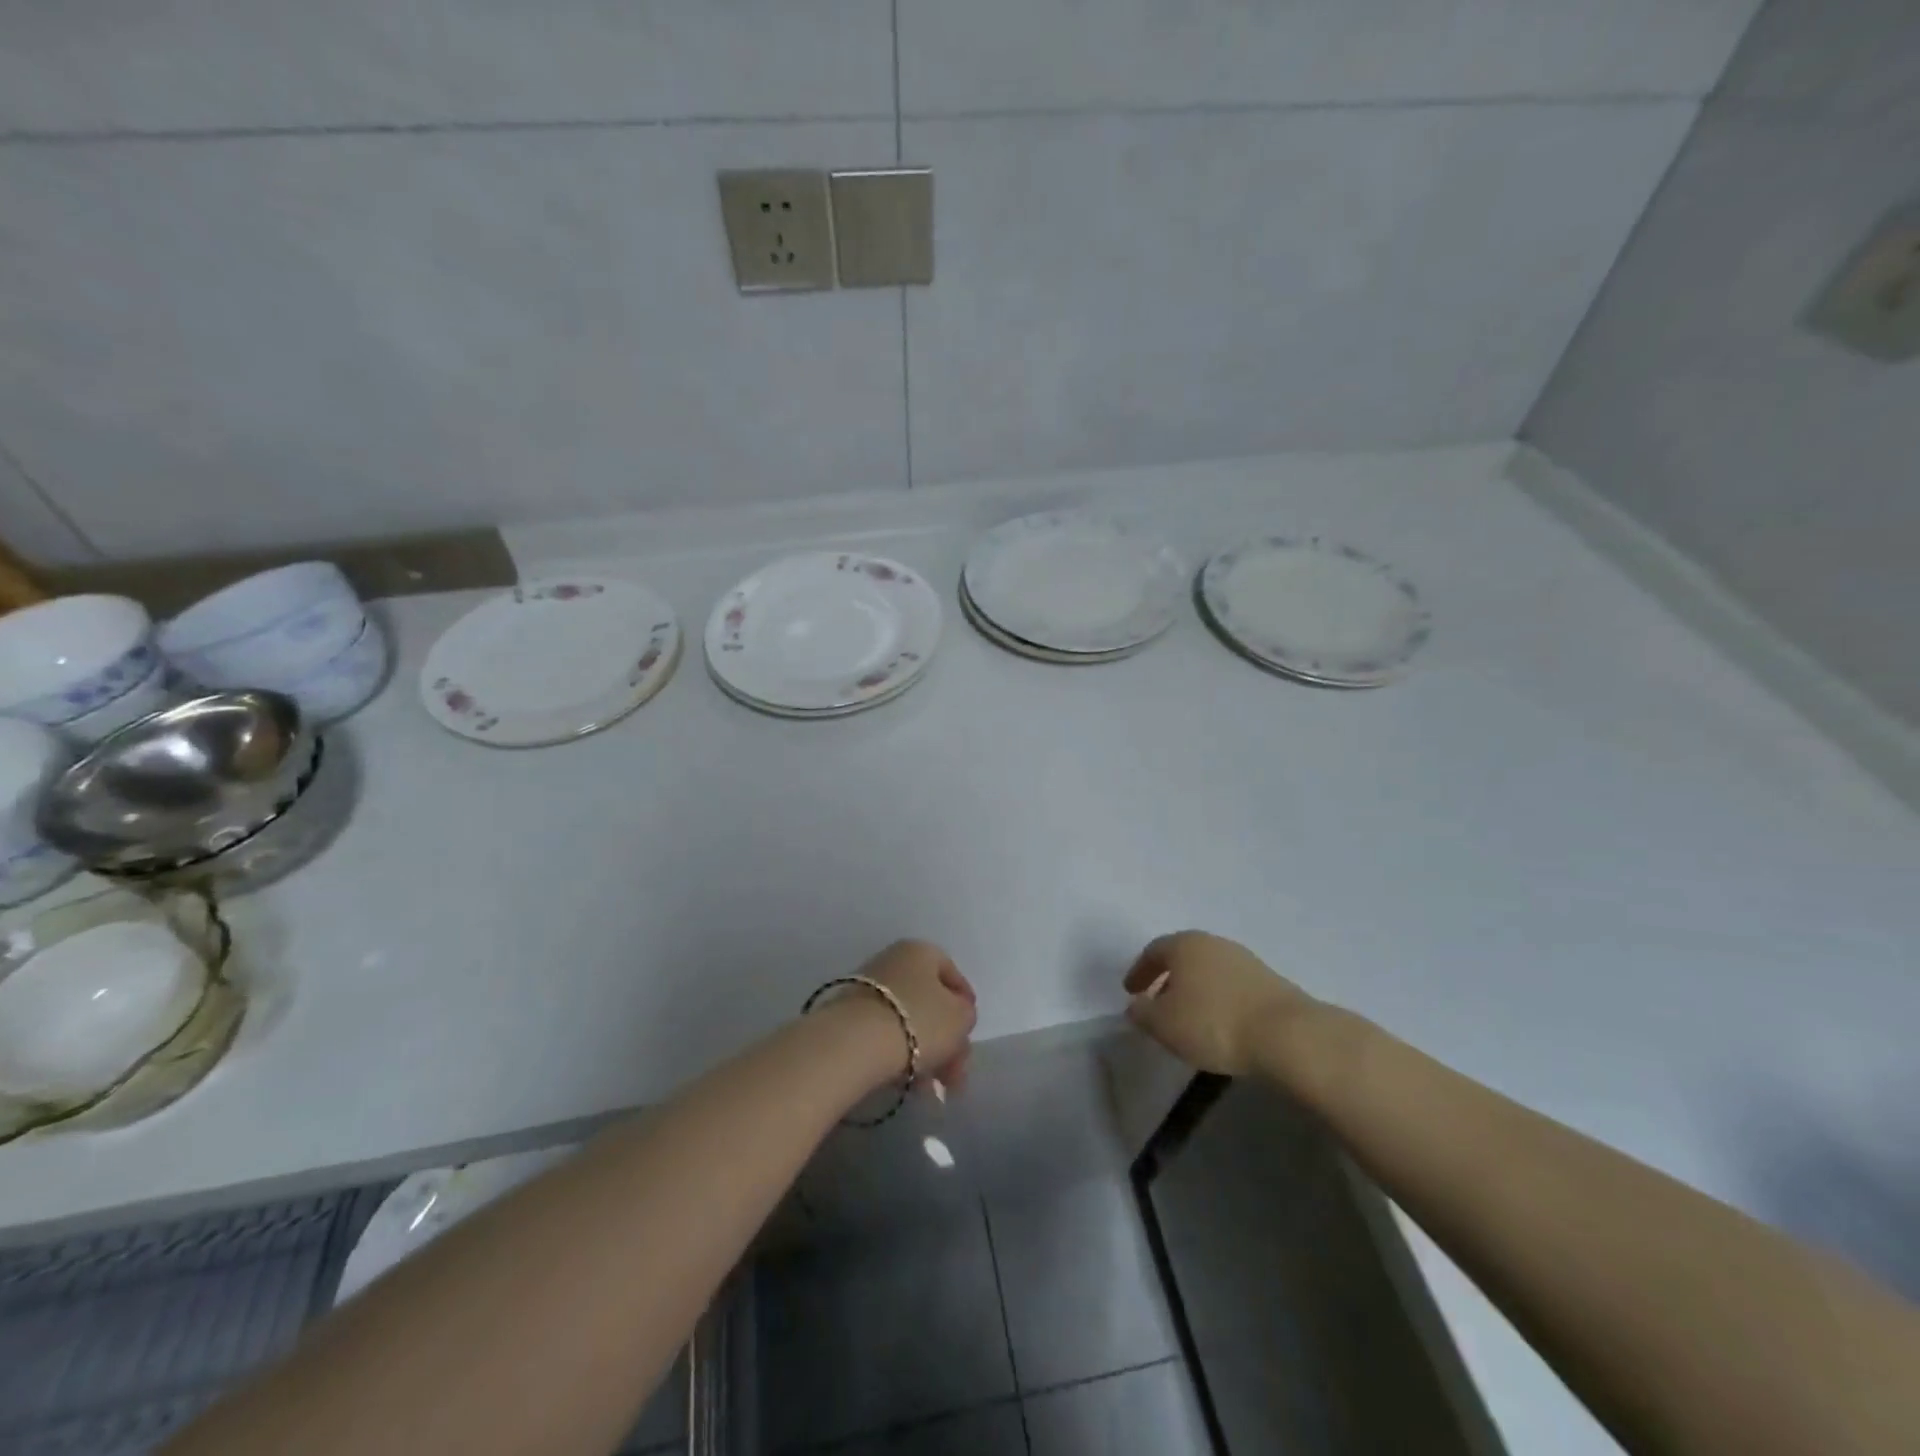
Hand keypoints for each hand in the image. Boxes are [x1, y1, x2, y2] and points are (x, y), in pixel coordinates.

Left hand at [853, 939, 977, 1088]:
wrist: (855, 1042)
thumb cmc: (918, 1020)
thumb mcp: (960, 1017)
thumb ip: (966, 1014)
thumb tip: (955, 1017)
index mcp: (921, 951)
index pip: (952, 974)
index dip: (966, 1005)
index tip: (969, 1035)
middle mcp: (893, 961)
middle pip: (930, 1002)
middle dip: (947, 1041)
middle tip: (955, 1076)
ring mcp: (868, 988)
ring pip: (908, 1022)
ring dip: (925, 1054)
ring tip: (931, 1090)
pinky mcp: (849, 1016)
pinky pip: (885, 1034)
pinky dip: (900, 1056)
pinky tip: (908, 1084)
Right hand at [1123, 931, 1314, 1075]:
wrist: (1287, 1035)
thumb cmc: (1213, 1023)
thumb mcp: (1164, 1025)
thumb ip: (1143, 1013)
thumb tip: (1135, 1006)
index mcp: (1184, 944)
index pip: (1153, 951)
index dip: (1139, 971)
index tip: (1131, 992)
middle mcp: (1214, 943)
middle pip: (1183, 957)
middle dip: (1168, 979)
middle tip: (1158, 1003)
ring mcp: (1245, 960)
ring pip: (1209, 971)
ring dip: (1195, 990)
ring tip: (1190, 1019)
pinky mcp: (1270, 982)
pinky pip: (1232, 986)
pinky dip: (1219, 1000)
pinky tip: (1220, 1024)